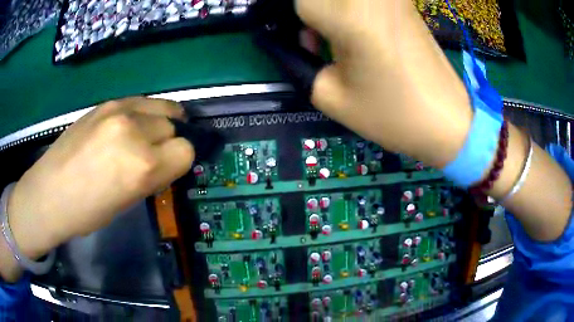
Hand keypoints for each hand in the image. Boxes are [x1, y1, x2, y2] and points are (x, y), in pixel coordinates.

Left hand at [7, 97, 194, 260]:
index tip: (168, 169)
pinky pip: (140, 102)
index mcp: (141, 166)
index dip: (179, 162)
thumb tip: (167, 160)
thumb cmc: (87, 211)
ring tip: (146, 134)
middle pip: (174, 127)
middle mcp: (134, 131)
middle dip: (168, 142)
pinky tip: (130, 125)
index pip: (186, 151)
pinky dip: (144, 113)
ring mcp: (118, 110)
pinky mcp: (106, 103)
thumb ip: (152, 176)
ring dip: (160, 123)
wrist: (49, 192)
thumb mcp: (127, 203)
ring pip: (161, 108)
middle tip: (152, 155)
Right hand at [296, 0, 472, 167]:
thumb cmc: (393, 114)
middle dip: (311, 15)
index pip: (301, 3)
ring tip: (335, 40)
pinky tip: (358, 33)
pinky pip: (362, 1)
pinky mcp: (403, 2)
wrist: (446, 119)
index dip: (289, 21)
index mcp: (352, 18)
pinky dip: (350, 11)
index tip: (298, 41)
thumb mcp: (331, 96)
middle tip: (313, 41)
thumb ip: (299, 62)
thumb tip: (287, 41)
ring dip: (329, 12)